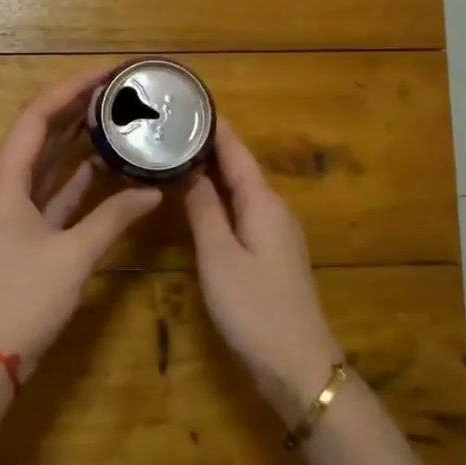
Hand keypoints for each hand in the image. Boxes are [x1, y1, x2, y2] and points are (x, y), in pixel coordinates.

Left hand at [0, 66, 163, 379]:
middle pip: (40, 133)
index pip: (37, 116)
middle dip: (76, 108)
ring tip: (115, 115)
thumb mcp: (73, 255)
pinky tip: (106, 165)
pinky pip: (51, 191)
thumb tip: (153, 190)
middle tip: (117, 89)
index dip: (72, 88)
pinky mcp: (20, 230)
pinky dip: (76, 178)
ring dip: (77, 140)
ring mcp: (9, 208)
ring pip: (46, 162)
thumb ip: (114, 218)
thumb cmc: (23, 298)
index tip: (107, 71)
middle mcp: (2, 184)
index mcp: (3, 178)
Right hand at [184, 116, 344, 418]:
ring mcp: (275, 231)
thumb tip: (188, 167)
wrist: (298, 365)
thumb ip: (203, 209)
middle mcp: (273, 209)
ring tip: (174, 154)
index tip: (187, 99)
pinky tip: (196, 200)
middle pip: (238, 166)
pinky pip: (241, 210)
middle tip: (167, 125)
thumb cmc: (255, 308)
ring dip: (210, 170)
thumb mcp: (219, 256)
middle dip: (206, 143)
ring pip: (239, 189)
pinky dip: (217, 197)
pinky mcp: (270, 252)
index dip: (213, 125)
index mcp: (263, 202)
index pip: (235, 150)